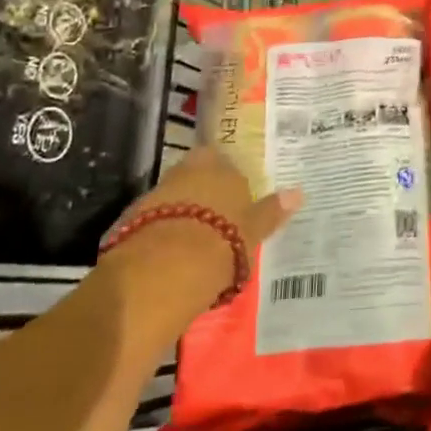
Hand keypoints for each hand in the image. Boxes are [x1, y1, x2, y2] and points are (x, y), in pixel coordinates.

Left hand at [99, 148, 302, 304]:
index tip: (236, 199)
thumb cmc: (221, 242)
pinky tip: (173, 254)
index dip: (230, 179)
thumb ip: (272, 211)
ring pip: (176, 197)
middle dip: (205, 193)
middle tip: (218, 219)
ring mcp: (158, 192)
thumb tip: (298, 193)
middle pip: (198, 175)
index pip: (226, 161)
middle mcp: (188, 170)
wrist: (163, 270)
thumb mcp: (253, 230)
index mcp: (220, 165)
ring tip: (197, 242)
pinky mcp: (133, 218)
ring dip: (184, 213)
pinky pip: (156, 220)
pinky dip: (164, 231)